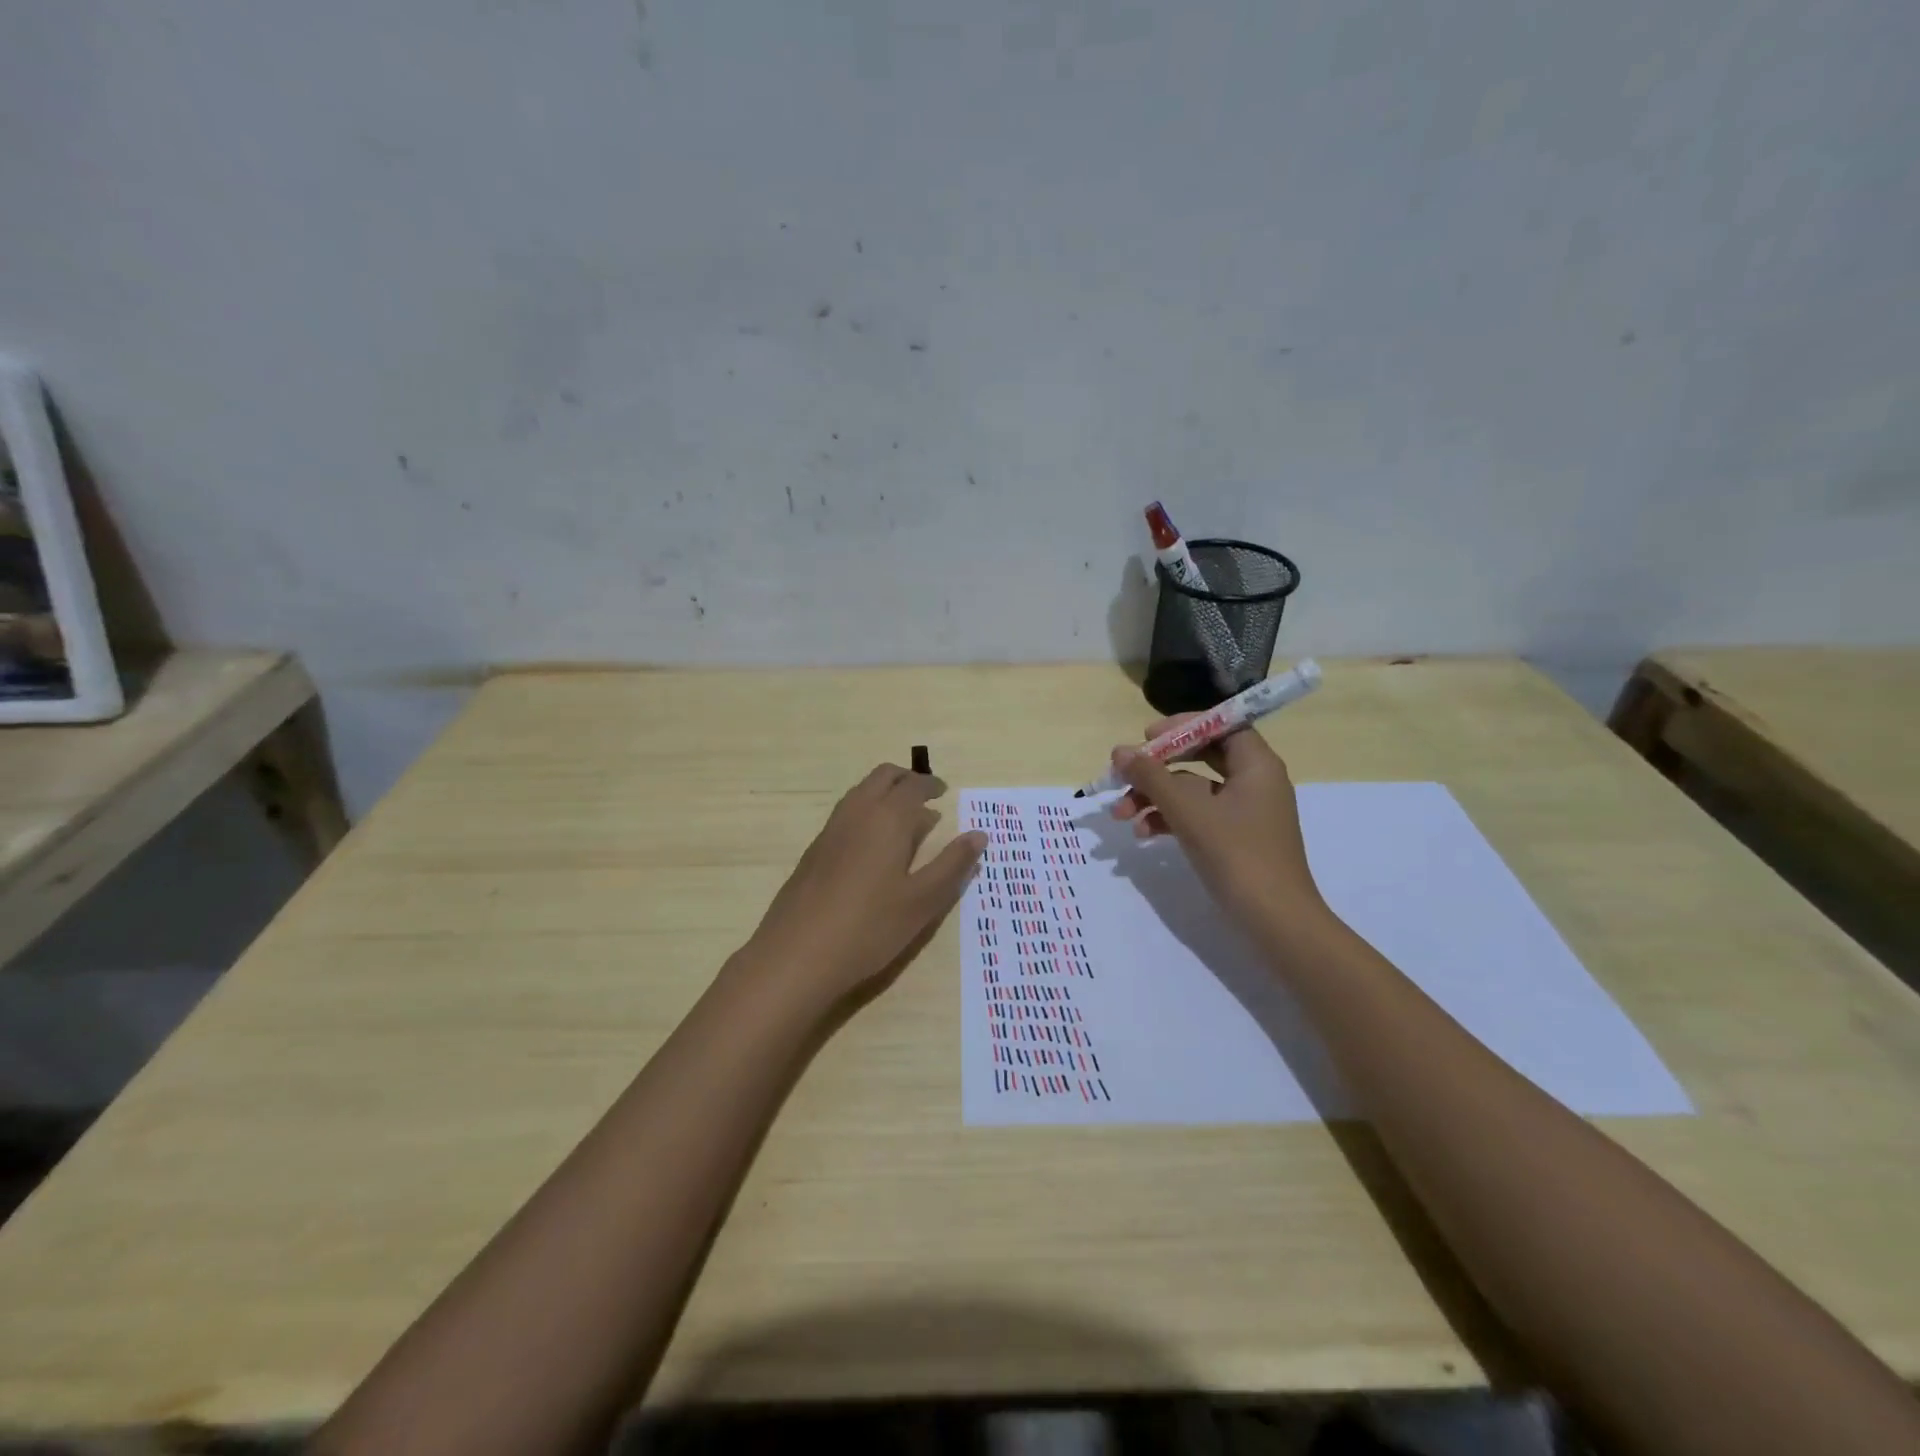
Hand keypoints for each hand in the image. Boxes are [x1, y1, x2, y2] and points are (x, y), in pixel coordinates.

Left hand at [737, 764, 986, 1006]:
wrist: (797, 954)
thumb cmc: (870, 927)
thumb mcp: (923, 900)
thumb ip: (953, 865)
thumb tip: (979, 834)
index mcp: (887, 818)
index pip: (913, 786)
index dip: (931, 786)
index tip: (944, 793)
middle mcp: (857, 813)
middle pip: (883, 777)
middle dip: (907, 780)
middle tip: (927, 797)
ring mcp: (831, 830)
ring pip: (861, 792)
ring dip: (884, 794)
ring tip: (904, 821)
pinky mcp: (814, 851)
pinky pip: (846, 814)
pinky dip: (867, 812)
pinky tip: (874, 847)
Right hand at [1109, 719, 1327, 933]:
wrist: (1275, 921)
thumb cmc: (1237, 855)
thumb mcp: (1188, 811)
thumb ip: (1152, 777)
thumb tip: (1120, 752)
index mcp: (1256, 765)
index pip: (1220, 725)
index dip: (1182, 726)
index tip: (1147, 737)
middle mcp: (1254, 782)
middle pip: (1200, 757)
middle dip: (1157, 768)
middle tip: (1125, 772)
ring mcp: (1244, 812)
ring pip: (1192, 790)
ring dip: (1154, 797)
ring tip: (1120, 814)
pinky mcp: (1234, 838)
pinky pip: (1197, 815)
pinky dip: (1169, 819)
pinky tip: (1141, 833)